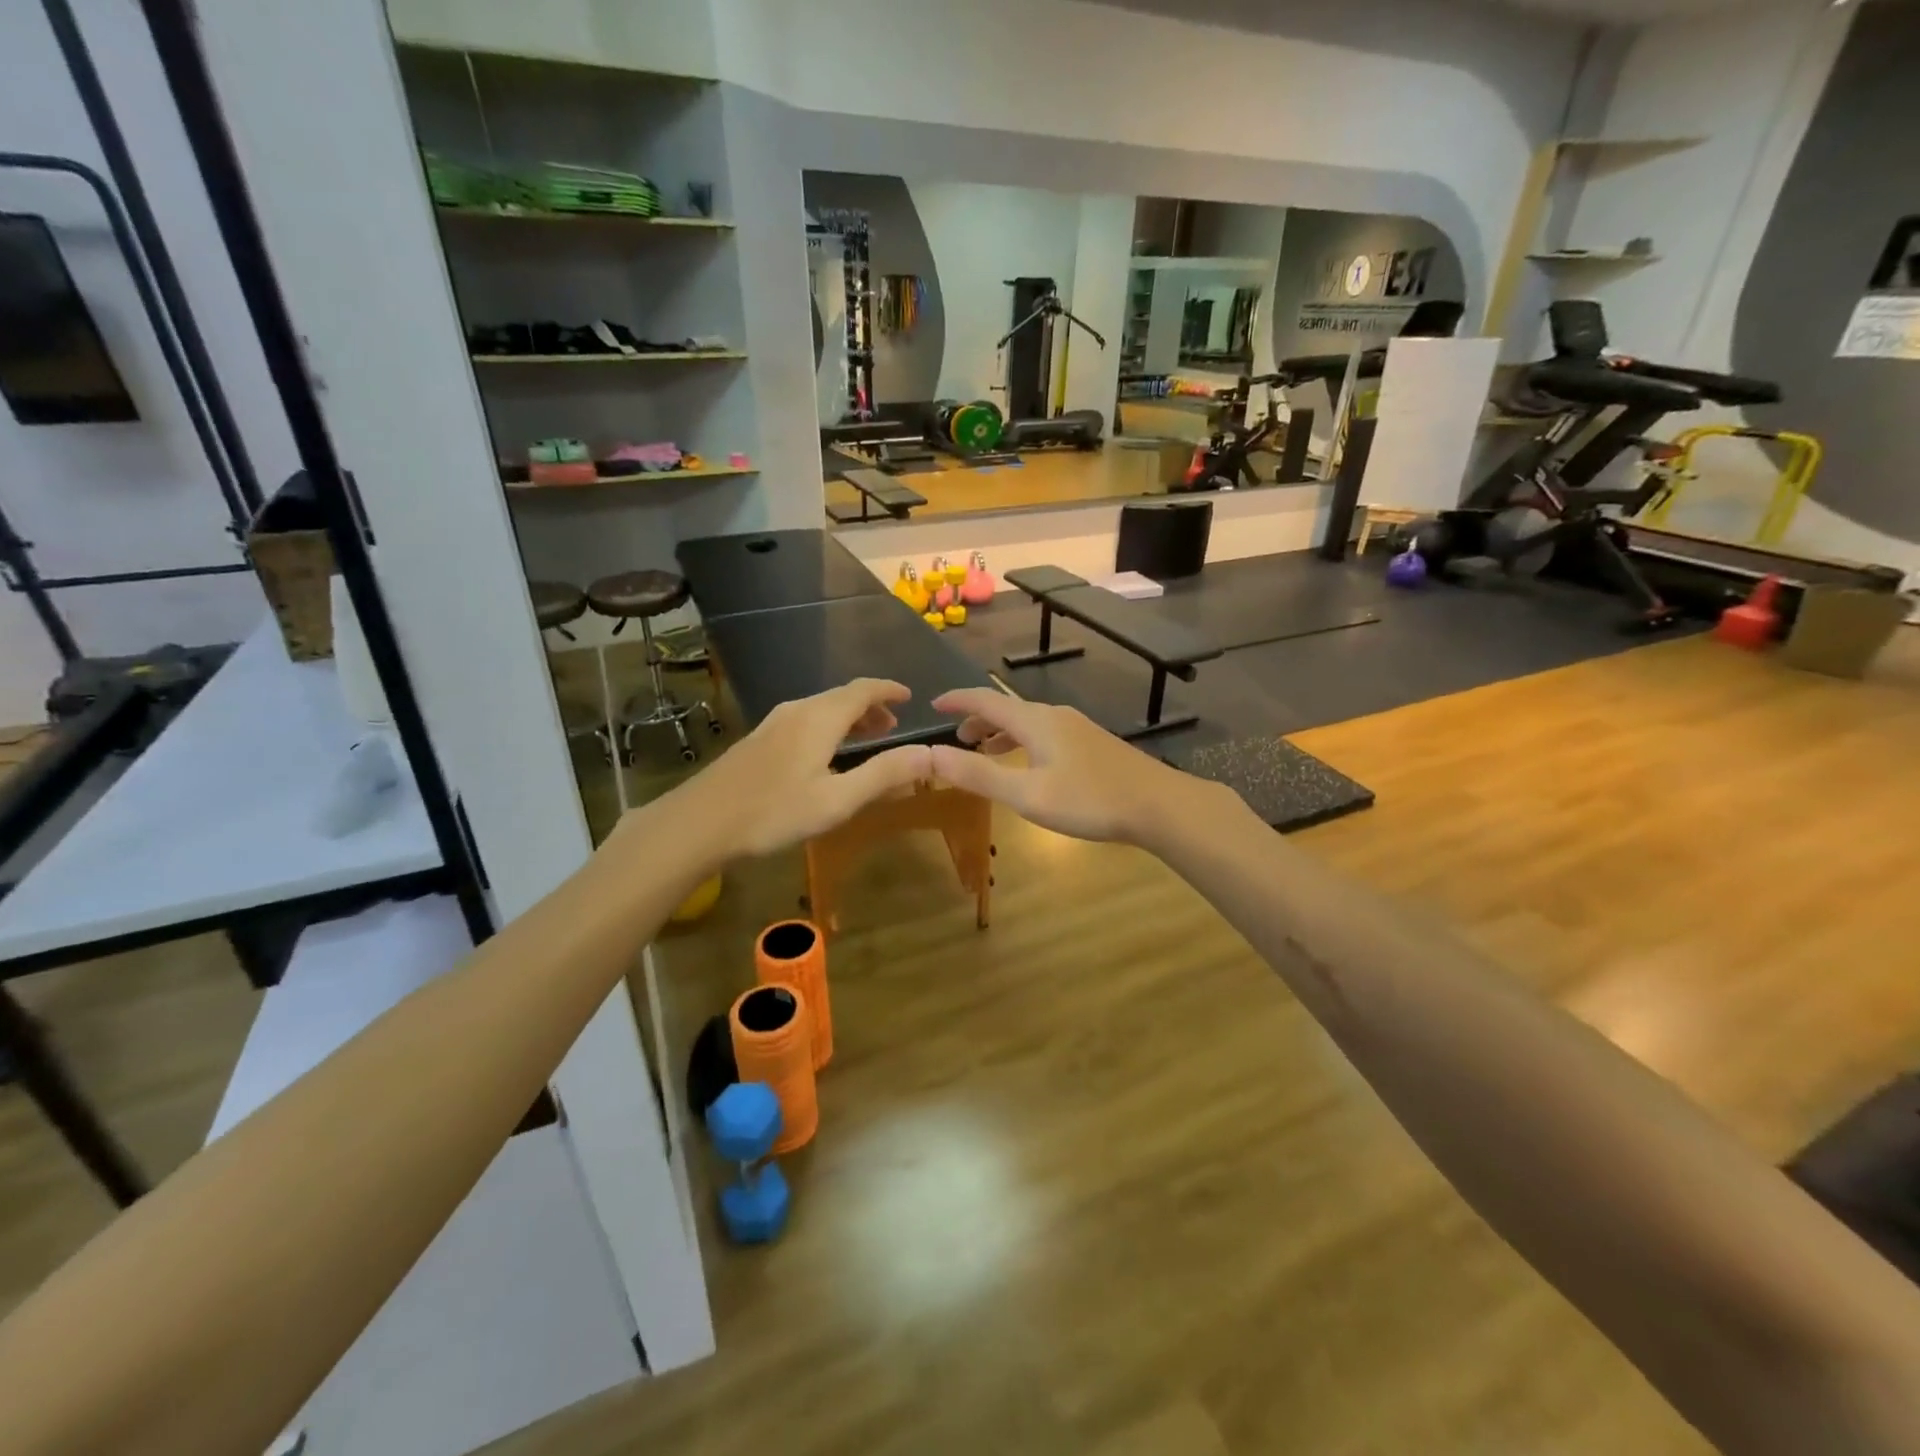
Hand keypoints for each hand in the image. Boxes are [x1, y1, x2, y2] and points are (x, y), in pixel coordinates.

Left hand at [677, 679, 932, 859]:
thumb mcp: (837, 799)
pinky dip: (828, 726)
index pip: (863, 689)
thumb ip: (883, 774)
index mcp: (820, 718)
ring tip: (866, 739)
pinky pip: (805, 720)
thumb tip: (928, 753)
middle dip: (871, 706)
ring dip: (849, 717)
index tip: (909, 697)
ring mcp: (773, 723)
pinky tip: (825, 754)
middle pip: (841, 696)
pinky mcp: (758, 740)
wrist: (700, 822)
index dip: (888, 690)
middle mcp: (797, 710)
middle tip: (893, 727)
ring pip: (821, 708)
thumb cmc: (774, 812)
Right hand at [928, 688, 1208, 845]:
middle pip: (1007, 709)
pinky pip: (1045, 733)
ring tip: (985, 751)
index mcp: (1034, 721)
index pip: (985, 700)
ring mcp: (1077, 728)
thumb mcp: (1026, 794)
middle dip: (978, 720)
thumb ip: (978, 775)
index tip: (933, 705)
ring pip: (1028, 722)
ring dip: (1001, 733)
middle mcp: (1054, 716)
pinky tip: (1029, 766)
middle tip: (957, 740)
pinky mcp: (1092, 744)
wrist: (1158, 805)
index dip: (957, 701)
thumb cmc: (1089, 800)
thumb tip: (930, 754)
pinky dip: (1023, 742)